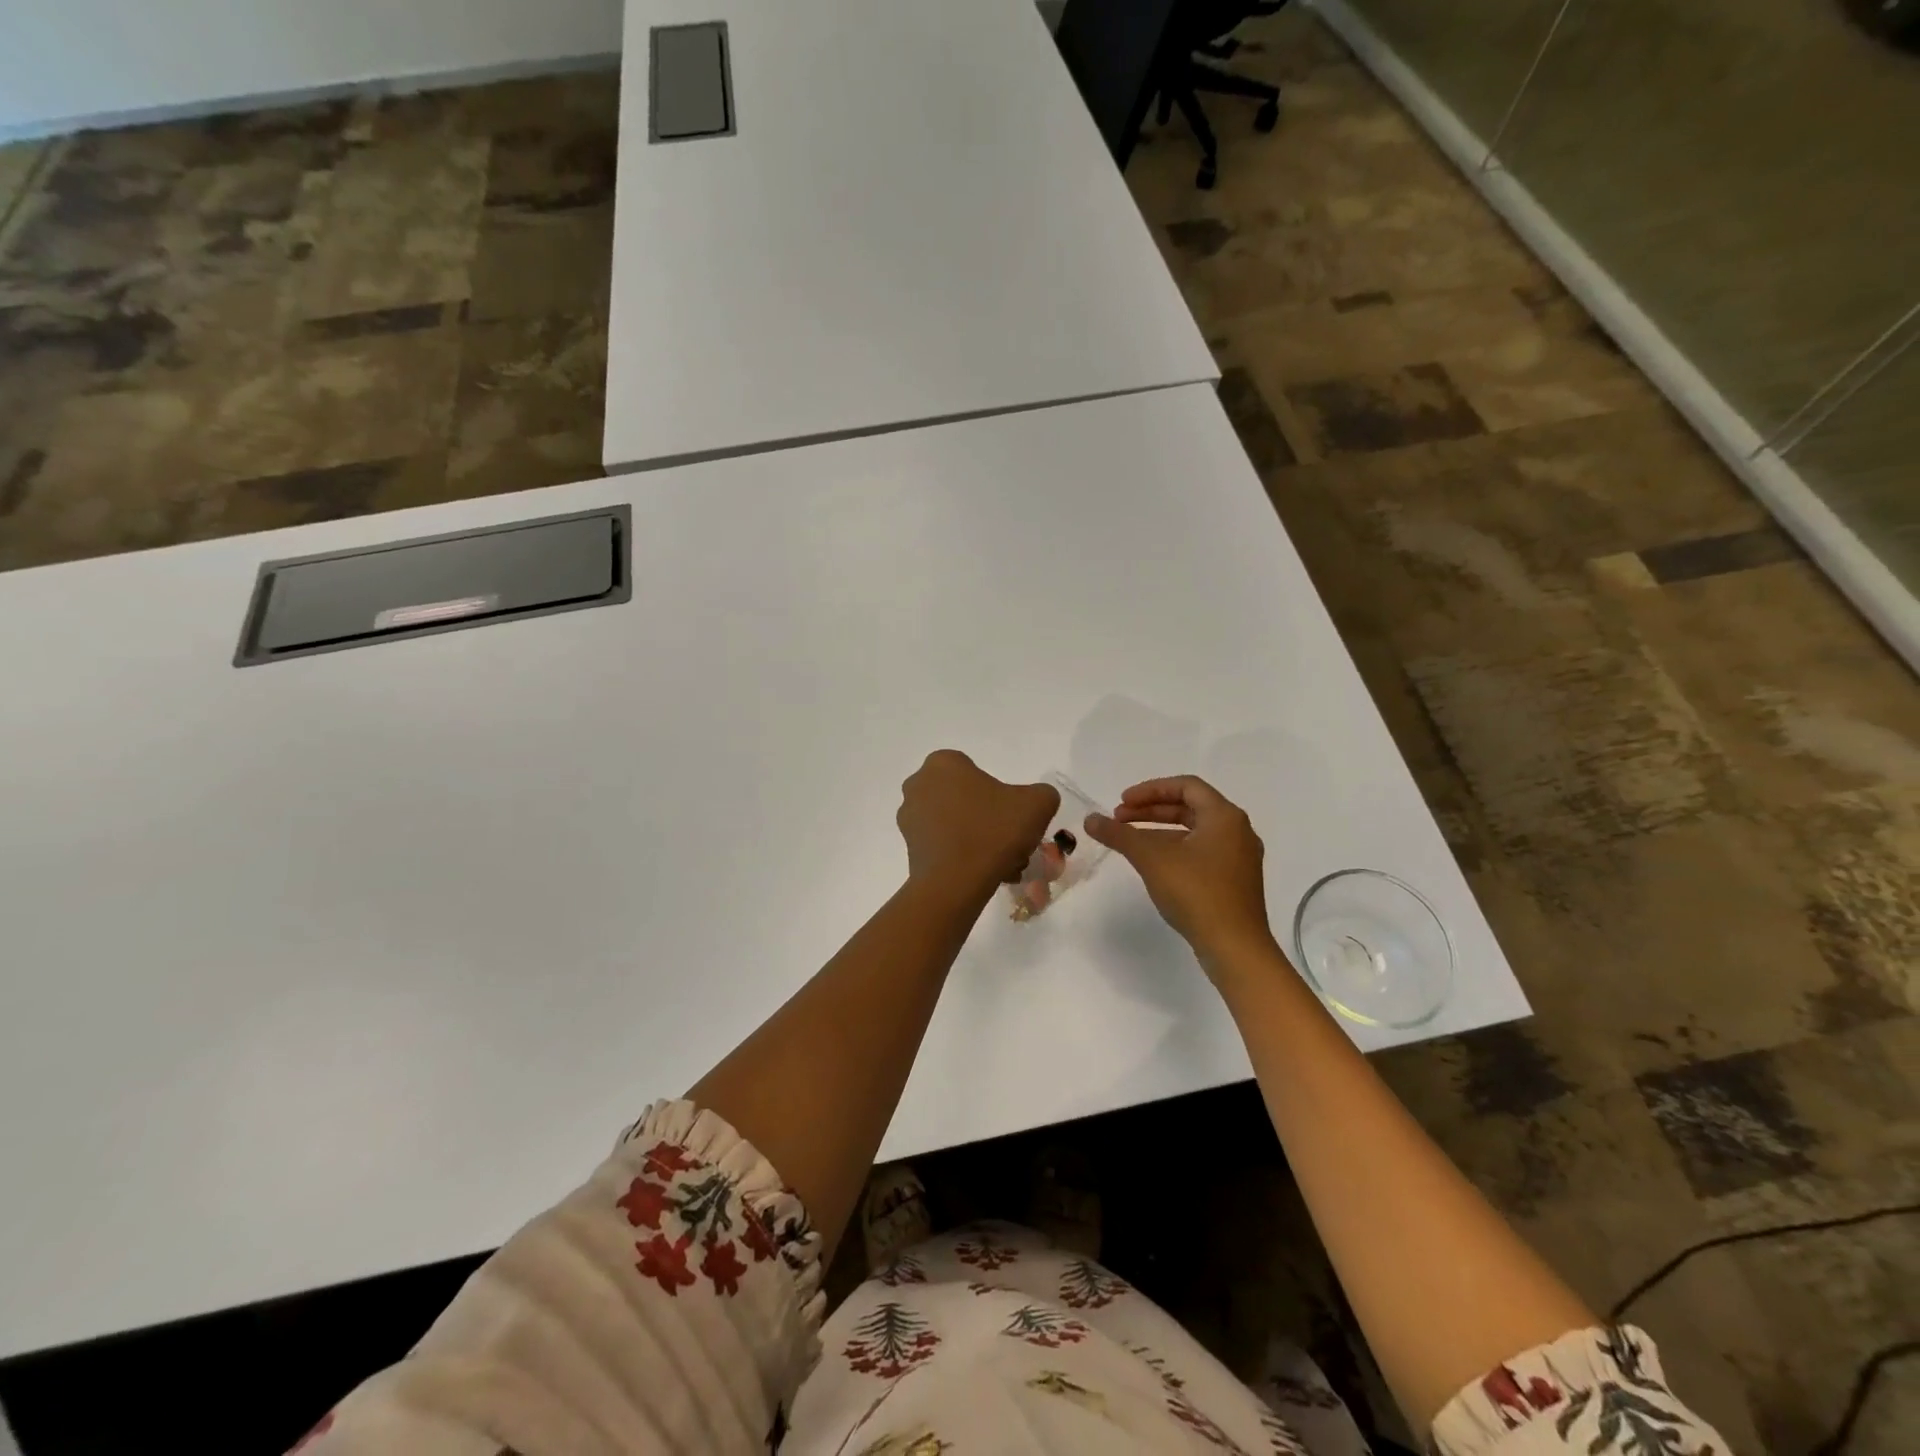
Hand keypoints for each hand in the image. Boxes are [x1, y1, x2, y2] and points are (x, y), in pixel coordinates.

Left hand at [897, 751, 1059, 901]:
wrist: (955, 883)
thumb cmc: (993, 832)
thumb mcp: (1037, 804)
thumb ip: (1042, 793)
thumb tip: (1035, 801)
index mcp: (943, 763)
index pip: (978, 772)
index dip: (1001, 795)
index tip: (1015, 817)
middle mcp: (918, 784)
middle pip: (967, 799)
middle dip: (990, 819)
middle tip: (1012, 843)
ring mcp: (909, 817)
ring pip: (956, 823)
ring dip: (979, 839)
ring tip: (1003, 865)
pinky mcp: (909, 846)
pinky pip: (944, 844)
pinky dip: (963, 855)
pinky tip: (985, 874)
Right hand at [1084, 776, 1275, 969]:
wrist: (1235, 948)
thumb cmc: (1196, 893)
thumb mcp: (1152, 859)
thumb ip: (1120, 835)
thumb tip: (1090, 819)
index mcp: (1225, 816)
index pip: (1186, 785)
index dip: (1150, 790)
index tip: (1121, 802)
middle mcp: (1237, 831)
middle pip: (1190, 807)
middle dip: (1151, 810)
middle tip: (1119, 819)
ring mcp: (1239, 858)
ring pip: (1195, 832)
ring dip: (1160, 831)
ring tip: (1130, 841)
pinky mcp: (1235, 881)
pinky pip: (1201, 852)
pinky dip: (1175, 849)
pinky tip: (1154, 865)